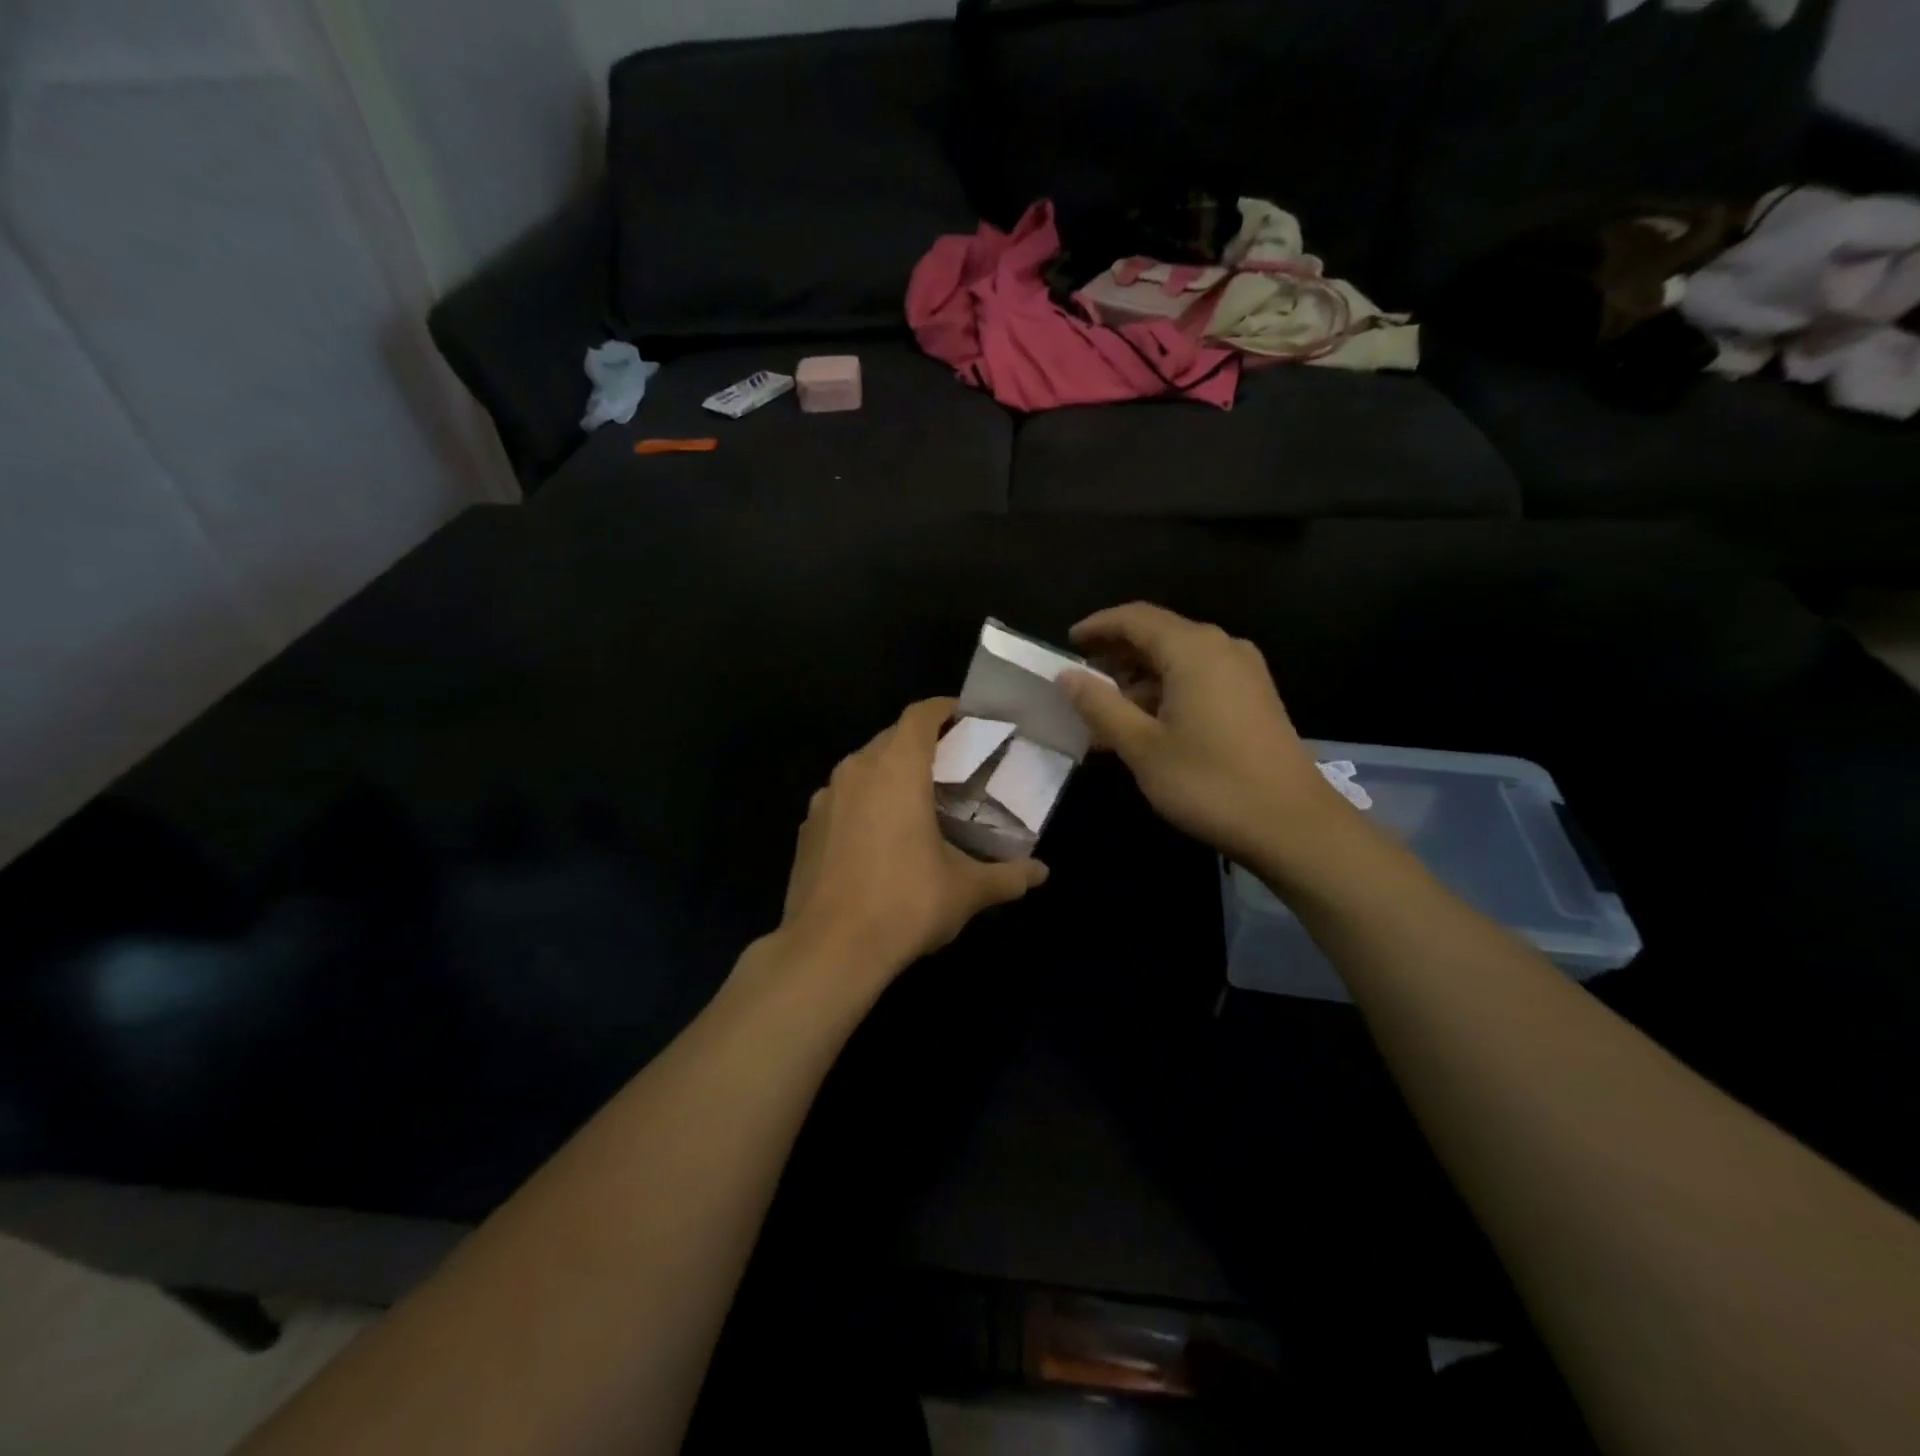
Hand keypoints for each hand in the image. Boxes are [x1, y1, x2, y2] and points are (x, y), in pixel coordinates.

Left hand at [778, 698, 1048, 987]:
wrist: (828, 950)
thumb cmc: (905, 903)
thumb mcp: (965, 891)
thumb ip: (1007, 876)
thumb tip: (1042, 873)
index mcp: (896, 769)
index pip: (920, 715)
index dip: (945, 709)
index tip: (967, 718)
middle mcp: (856, 771)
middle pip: (891, 738)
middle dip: (922, 744)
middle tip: (953, 766)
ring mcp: (824, 799)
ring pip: (863, 769)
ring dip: (890, 774)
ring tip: (918, 802)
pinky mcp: (807, 828)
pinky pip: (842, 800)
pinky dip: (864, 804)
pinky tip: (879, 839)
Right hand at [1061, 603, 1348, 867]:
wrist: (1292, 825)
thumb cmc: (1209, 782)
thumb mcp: (1142, 747)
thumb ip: (1100, 705)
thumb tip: (1066, 676)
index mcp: (1193, 649)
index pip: (1134, 618)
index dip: (1097, 626)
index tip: (1068, 643)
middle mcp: (1222, 647)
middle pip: (1158, 634)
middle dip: (1117, 654)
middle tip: (1082, 681)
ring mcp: (1244, 672)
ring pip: (1179, 658)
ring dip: (1140, 678)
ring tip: (1107, 711)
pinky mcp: (1254, 697)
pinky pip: (1200, 677)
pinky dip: (1167, 690)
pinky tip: (1147, 724)